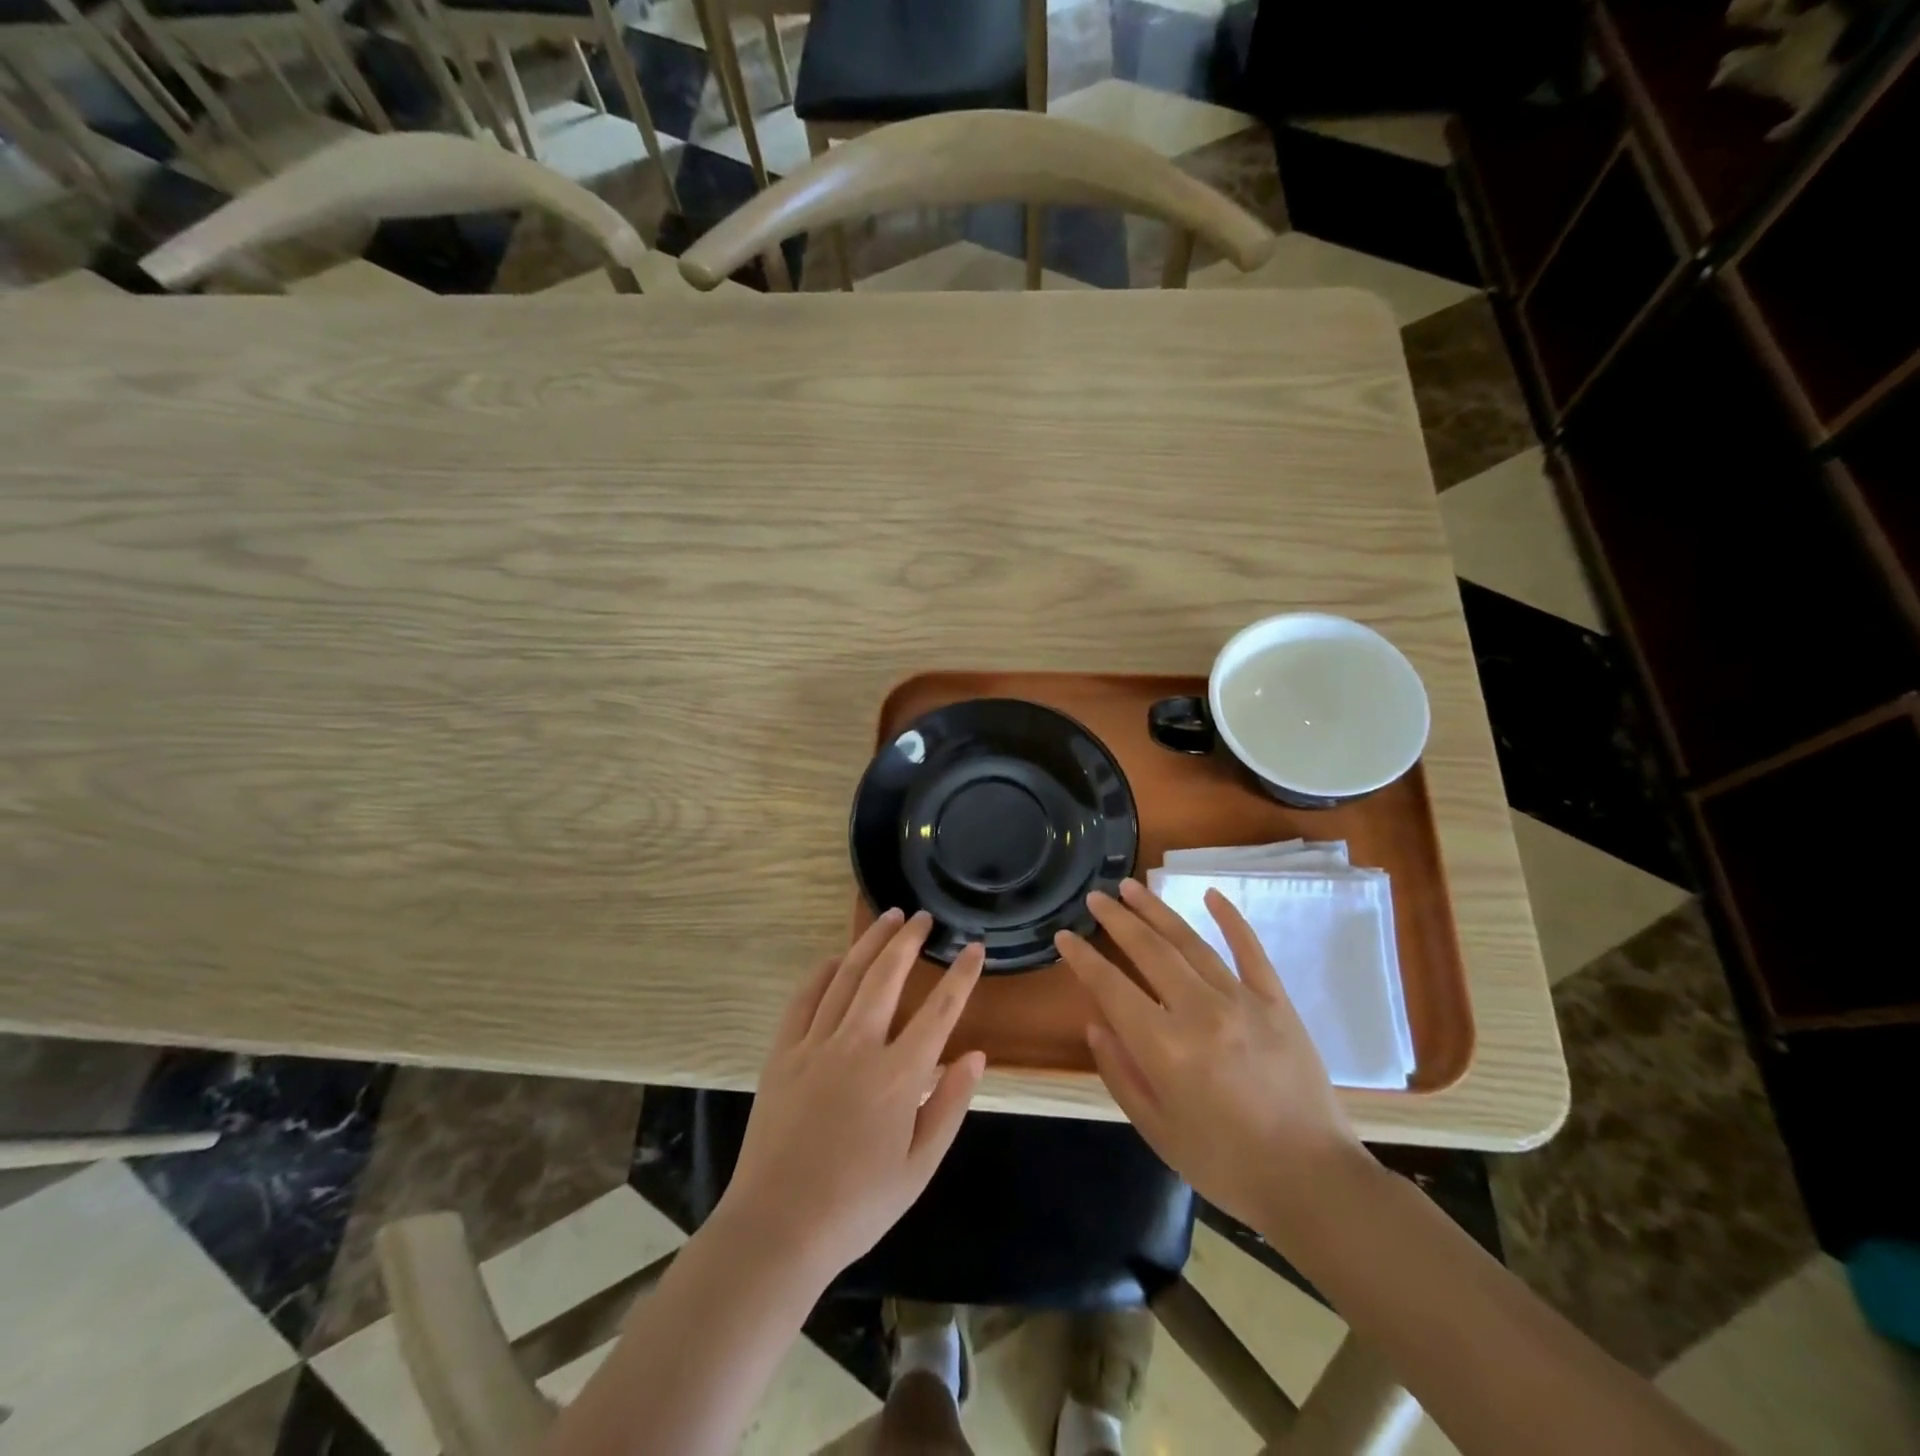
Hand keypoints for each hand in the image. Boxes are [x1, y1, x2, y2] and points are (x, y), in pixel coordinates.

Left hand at [715, 909, 986, 1283]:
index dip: (961, 976)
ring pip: (846, 977)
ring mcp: (815, 1045)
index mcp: (898, 1076)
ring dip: (870, 943)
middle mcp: (858, 1047)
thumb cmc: (858, 1206)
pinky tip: (834, 959)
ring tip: (887, 917)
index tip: (974, 947)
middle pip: (887, 976)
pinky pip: (803, 999)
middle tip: (923, 917)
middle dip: (909, 940)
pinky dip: (821, 973)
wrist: (777, 1228)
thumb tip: (975, 1056)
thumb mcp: (919, 1168)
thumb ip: (949, 1106)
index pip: (940, 1011)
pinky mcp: (782, 1053)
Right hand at [1055, 879, 1365, 1233]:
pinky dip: (1231, 920)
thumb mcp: (1157, 1130)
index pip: (1112, 988)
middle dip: (1117, 920)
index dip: (1083, 959)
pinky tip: (1212, 894)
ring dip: (1157, 911)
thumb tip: (1096, 1024)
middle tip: (1096, 897)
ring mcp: (1242, 1001)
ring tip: (1132, 886)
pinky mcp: (1277, 1002)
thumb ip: (1120, 1073)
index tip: (1065, 936)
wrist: (1313, 1182)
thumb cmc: (1225, 1164)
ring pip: (1191, 942)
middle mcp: (1200, 1012)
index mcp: (1165, 1048)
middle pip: (1149, 951)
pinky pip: (1250, 951)